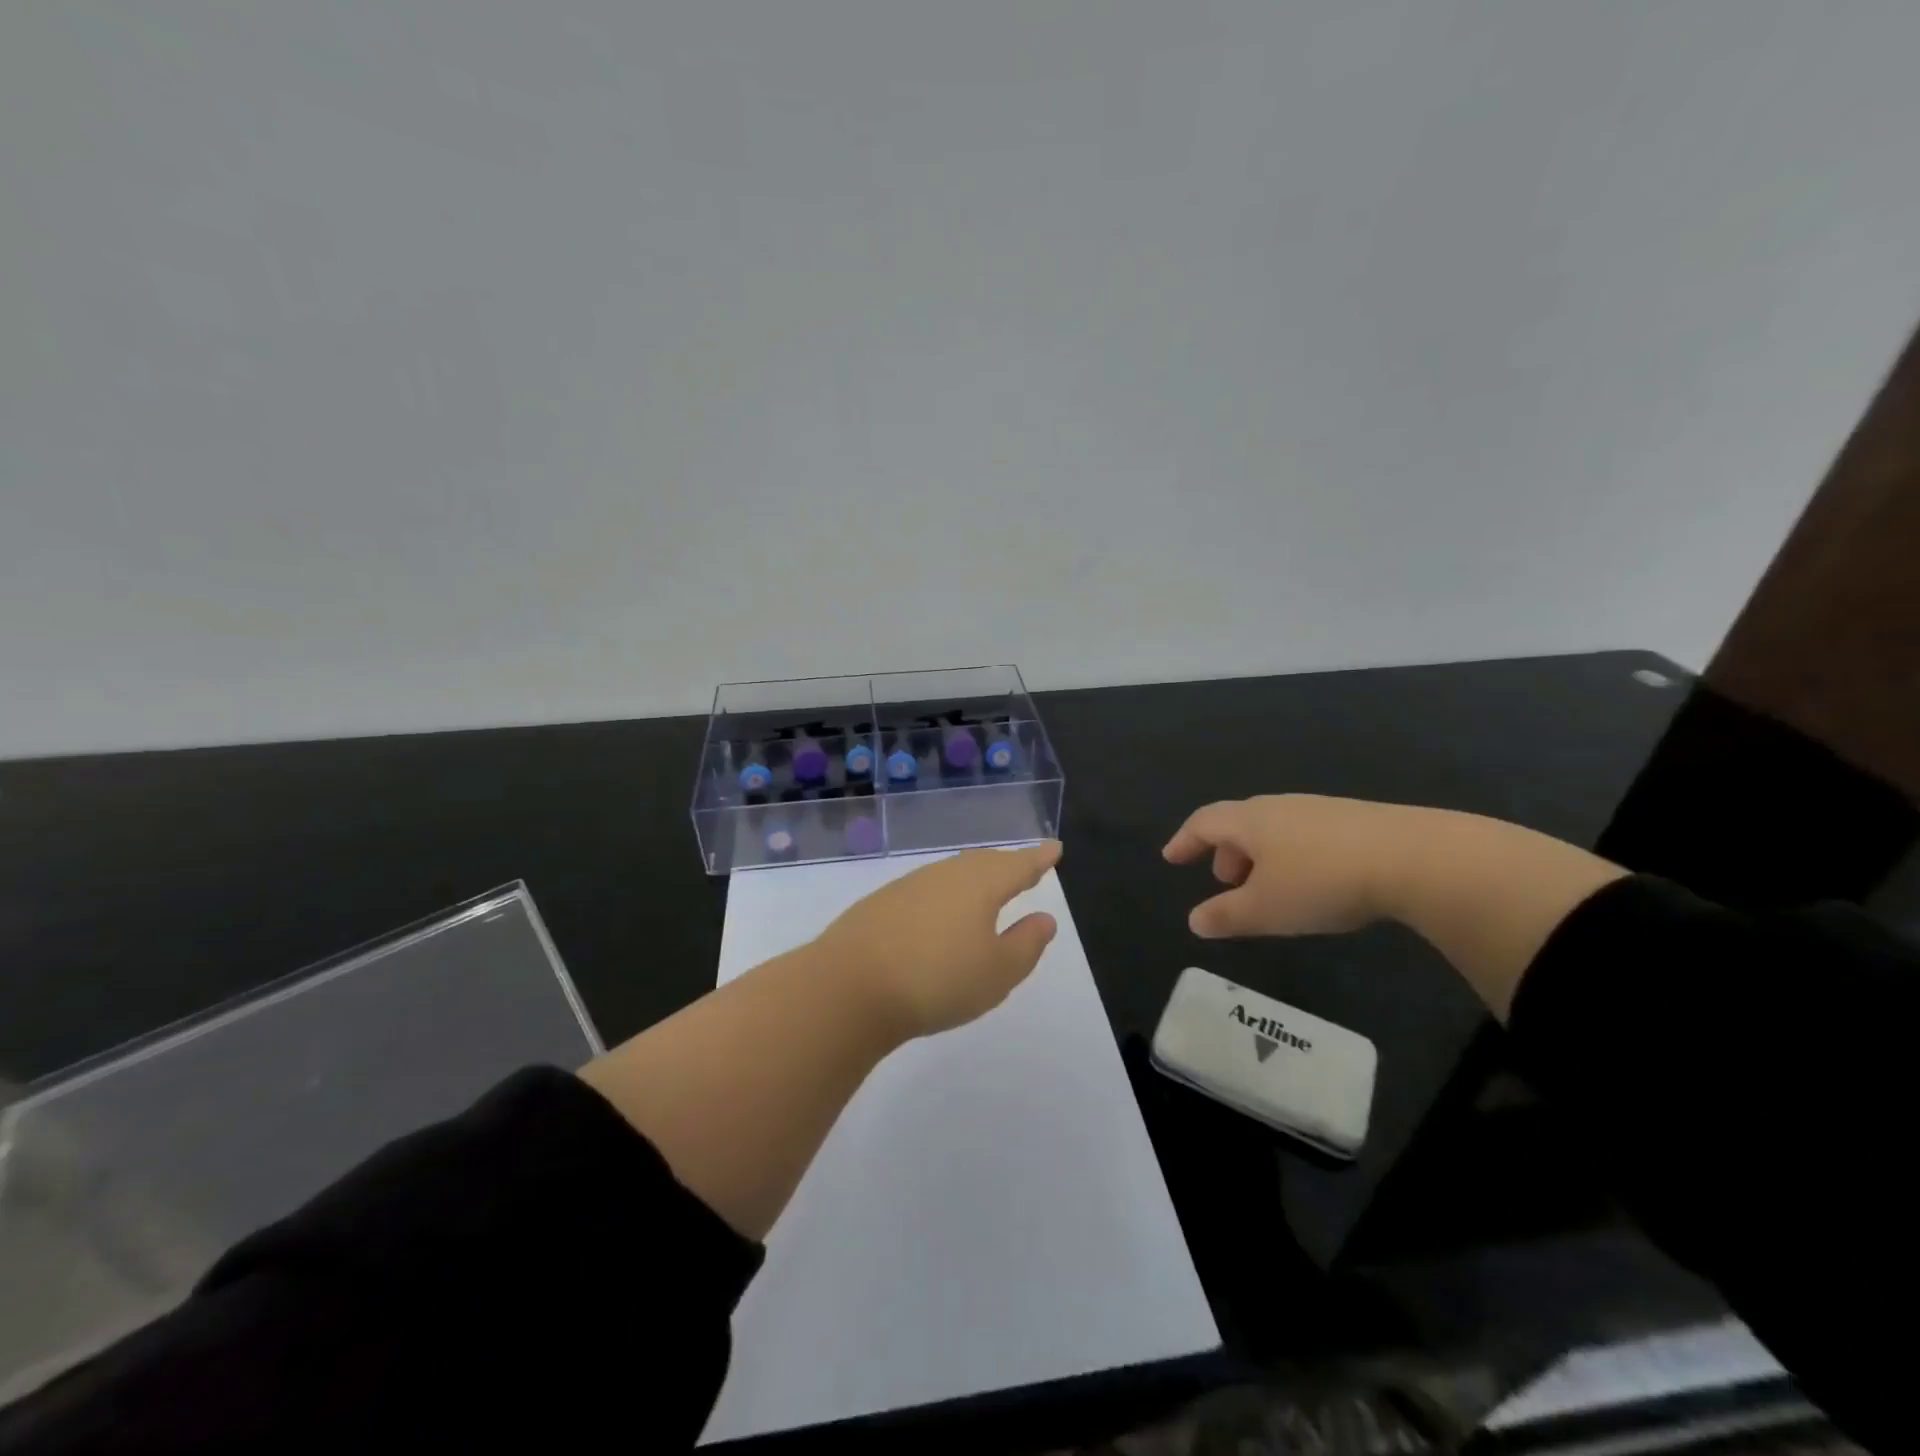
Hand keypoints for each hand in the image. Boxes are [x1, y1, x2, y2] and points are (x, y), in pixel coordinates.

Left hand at [814, 842, 1062, 1037]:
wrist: (848, 987)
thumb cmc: (937, 981)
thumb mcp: (997, 972)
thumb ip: (1026, 944)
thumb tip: (1044, 919)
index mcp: (979, 885)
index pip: (1018, 865)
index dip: (1038, 858)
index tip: (1054, 847)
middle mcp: (945, 875)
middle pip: (984, 863)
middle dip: (1007, 864)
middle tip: (1024, 867)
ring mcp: (909, 886)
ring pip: (953, 873)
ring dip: (975, 877)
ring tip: (987, 888)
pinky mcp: (881, 904)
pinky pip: (928, 889)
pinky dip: (946, 894)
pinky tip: (941, 913)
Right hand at [1162, 794, 1418, 938]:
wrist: (1414, 858)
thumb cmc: (1321, 882)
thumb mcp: (1266, 909)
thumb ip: (1226, 915)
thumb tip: (1195, 921)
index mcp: (1250, 821)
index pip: (1203, 823)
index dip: (1184, 840)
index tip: (1171, 858)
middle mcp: (1279, 807)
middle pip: (1240, 823)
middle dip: (1226, 852)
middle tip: (1226, 882)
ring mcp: (1319, 810)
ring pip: (1274, 829)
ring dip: (1260, 856)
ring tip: (1270, 888)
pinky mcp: (1355, 820)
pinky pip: (1305, 834)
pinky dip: (1292, 856)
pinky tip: (1314, 882)